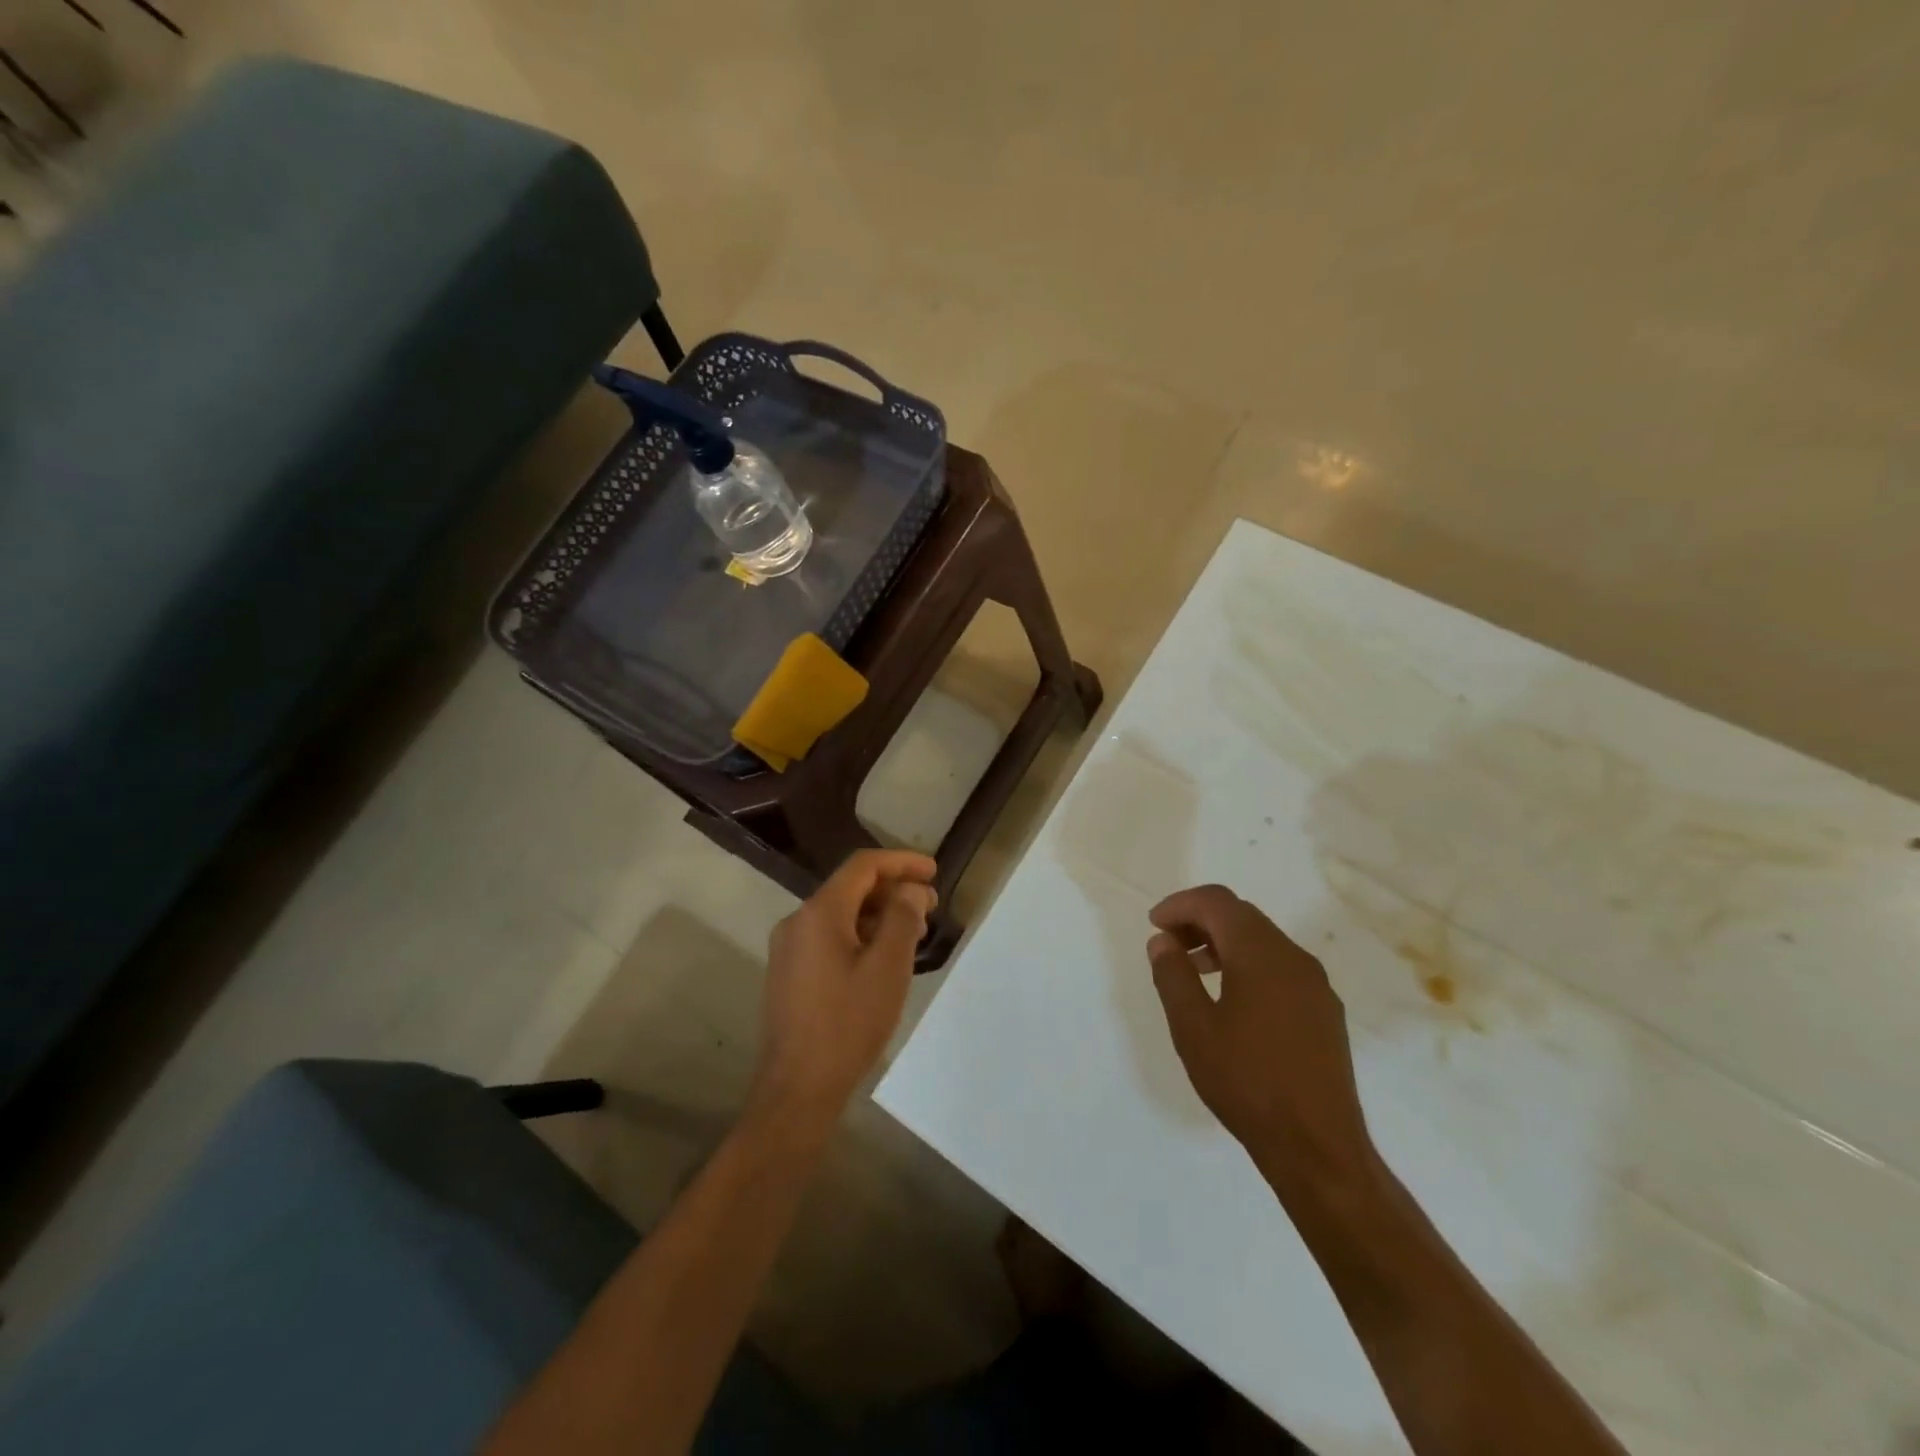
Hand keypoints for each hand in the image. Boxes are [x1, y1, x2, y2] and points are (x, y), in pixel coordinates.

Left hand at [753, 849, 937, 1124]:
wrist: (797, 1089)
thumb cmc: (848, 1024)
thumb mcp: (888, 968)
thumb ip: (903, 917)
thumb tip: (911, 890)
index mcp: (819, 912)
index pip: (863, 866)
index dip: (902, 862)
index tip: (934, 872)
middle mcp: (798, 921)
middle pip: (851, 888)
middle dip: (893, 890)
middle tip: (931, 906)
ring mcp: (789, 948)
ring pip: (841, 914)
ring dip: (879, 914)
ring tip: (914, 932)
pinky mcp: (790, 972)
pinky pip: (830, 937)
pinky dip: (860, 935)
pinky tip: (884, 957)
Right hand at [1147, 885, 1375, 1199]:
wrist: (1317, 1147)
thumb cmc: (1246, 1082)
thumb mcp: (1192, 1027)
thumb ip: (1173, 975)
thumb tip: (1164, 941)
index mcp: (1261, 953)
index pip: (1217, 902)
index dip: (1181, 905)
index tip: (1154, 925)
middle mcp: (1294, 957)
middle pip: (1241, 916)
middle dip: (1200, 921)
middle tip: (1169, 945)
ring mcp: (1315, 985)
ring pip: (1263, 941)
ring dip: (1224, 943)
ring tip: (1194, 971)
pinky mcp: (1324, 1012)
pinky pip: (1280, 967)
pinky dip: (1248, 965)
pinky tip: (1232, 1000)